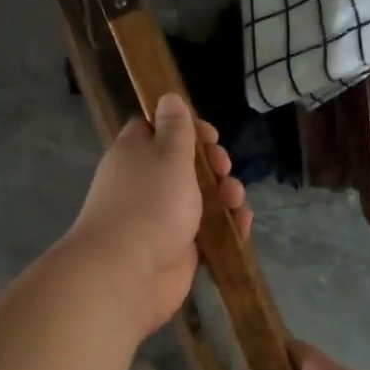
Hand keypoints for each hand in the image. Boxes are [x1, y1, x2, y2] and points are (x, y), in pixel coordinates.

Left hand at [62, 94, 250, 335]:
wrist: (128, 273)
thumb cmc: (150, 203)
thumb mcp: (169, 155)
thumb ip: (176, 127)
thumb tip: (167, 96)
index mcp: (136, 153)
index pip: (157, 129)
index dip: (186, 128)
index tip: (208, 135)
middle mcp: (147, 182)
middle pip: (186, 164)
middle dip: (213, 164)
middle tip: (221, 169)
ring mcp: (162, 217)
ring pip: (202, 197)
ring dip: (225, 194)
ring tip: (234, 201)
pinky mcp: (178, 247)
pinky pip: (208, 229)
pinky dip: (226, 225)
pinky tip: (241, 225)